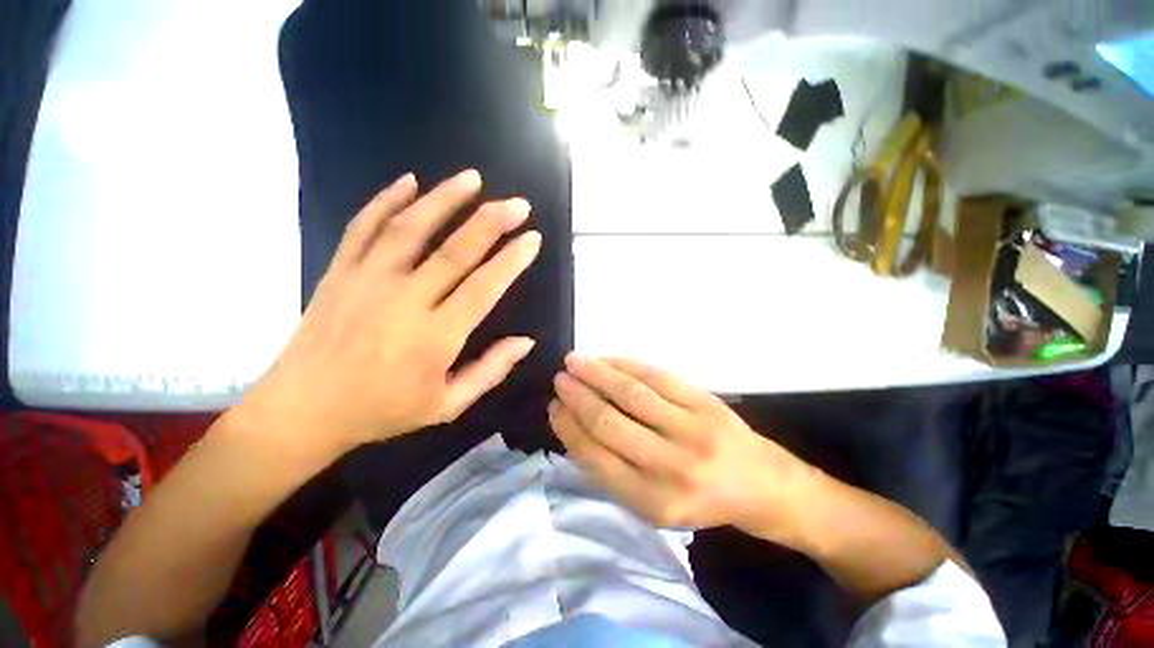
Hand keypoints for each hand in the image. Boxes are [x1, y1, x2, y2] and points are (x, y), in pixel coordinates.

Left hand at [237, 170, 540, 461]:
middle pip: (454, 251)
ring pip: (410, 229)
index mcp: (435, 337)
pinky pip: (363, 227)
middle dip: (491, 222)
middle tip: (517, 204)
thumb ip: (490, 371)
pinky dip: (385, 200)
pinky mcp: (339, 272)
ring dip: (444, 199)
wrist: (303, 411)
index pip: (484, 288)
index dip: (512, 261)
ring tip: (472, 178)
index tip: (532, 239)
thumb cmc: (383, 411)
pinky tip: (408, 180)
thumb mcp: (447, 405)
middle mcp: (404, 302)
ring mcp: (367, 281)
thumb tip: (526, 341)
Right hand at [549, 355, 818, 543]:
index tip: (554, 407)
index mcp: (653, 501)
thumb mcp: (654, 504)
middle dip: (578, 397)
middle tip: (560, 379)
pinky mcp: (706, 403)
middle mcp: (671, 467)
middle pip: (610, 423)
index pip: (596, 458)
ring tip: (575, 361)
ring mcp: (691, 430)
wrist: (761, 486)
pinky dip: (628, 364)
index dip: (569, 428)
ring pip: (632, 394)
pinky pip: (659, 377)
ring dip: (598, 374)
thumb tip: (577, 426)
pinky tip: (609, 358)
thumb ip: (614, 471)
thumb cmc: (701, 499)